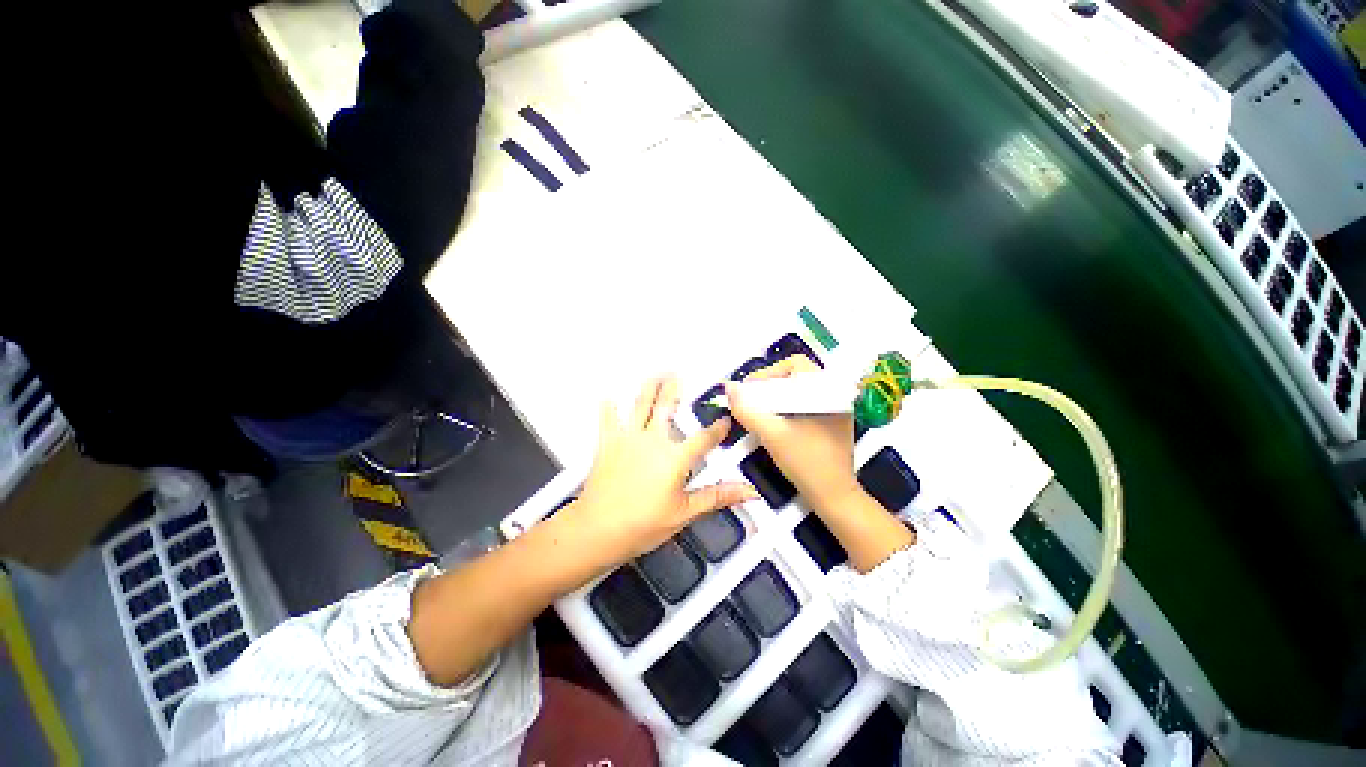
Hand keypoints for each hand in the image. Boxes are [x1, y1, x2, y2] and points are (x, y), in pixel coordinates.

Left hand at [564, 376, 757, 565]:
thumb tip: (747, 492)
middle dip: (673, 388)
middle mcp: (653, 441)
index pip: (704, 439)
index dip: (718, 429)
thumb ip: (717, 497)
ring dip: (648, 388)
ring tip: (654, 375)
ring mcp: (629, 439)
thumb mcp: (685, 513)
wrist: (598, 530)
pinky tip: (609, 399)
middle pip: (666, 407)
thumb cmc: (642, 524)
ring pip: (640, 405)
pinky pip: (608, 421)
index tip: (725, 420)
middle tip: (677, 374)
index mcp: (674, 458)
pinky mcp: (608, 444)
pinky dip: (609, 409)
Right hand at [724, 356, 861, 515]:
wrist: (833, 496)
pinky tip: (775, 421)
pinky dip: (787, 407)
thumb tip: (729, 389)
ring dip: (777, 396)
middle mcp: (835, 395)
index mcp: (826, 391)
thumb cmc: (805, 462)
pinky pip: (805, 404)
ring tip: (760, 409)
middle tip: (751, 399)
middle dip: (770, 384)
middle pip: (796, 376)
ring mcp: (835, 410)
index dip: (768, 372)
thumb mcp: (771, 434)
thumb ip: (747, 410)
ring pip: (799, 390)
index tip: (750, 388)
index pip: (795, 363)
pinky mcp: (832, 423)